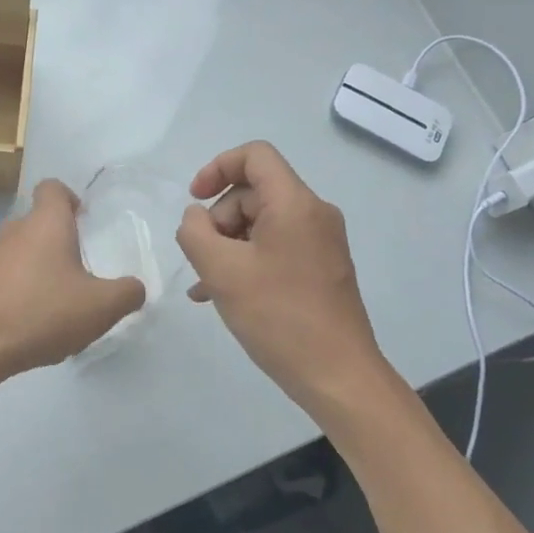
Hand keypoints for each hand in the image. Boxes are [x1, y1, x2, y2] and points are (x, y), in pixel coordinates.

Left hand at [0, 179, 146, 378]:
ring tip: (51, 304)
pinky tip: (25, 322)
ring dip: (35, 268)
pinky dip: (14, 290)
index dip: (69, 198)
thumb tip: (135, 287)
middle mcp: (13, 230)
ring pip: (17, 251)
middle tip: (77, 273)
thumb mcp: (100, 307)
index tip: (82, 222)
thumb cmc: (42, 313)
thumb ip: (127, 293)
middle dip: (57, 243)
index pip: (53, 188)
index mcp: (46, 223)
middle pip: (37, 222)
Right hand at [176, 142, 386, 409]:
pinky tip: (222, 294)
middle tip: (202, 259)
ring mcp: (321, 243)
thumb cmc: (279, 317)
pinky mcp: (322, 269)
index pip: (255, 156)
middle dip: (219, 219)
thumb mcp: (221, 271)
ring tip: (205, 285)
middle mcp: (314, 214)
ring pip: (262, 224)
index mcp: (295, 203)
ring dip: (228, 245)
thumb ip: (195, 232)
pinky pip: (276, 248)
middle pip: (254, 193)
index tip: (194, 199)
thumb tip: (196, 217)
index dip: (217, 167)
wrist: (339, 377)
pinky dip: (248, 261)